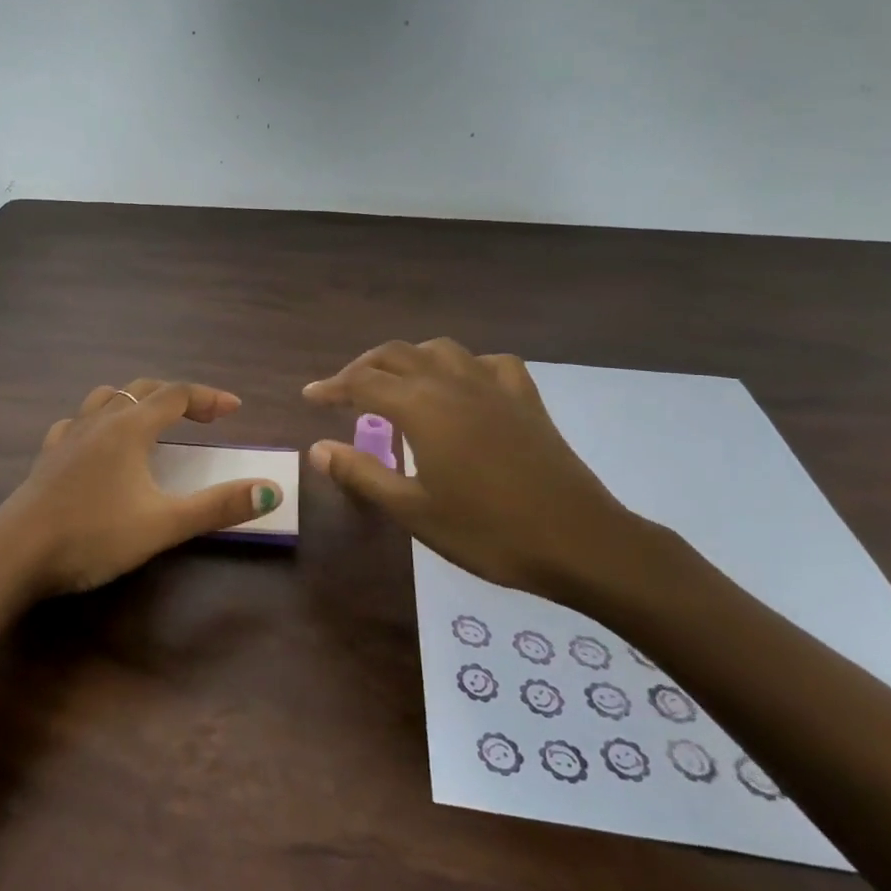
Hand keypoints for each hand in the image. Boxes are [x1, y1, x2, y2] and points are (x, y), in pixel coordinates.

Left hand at [0, 377, 283, 598]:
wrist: (15, 554)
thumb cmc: (93, 535)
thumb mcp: (163, 524)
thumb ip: (218, 506)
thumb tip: (271, 490)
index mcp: (130, 428)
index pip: (177, 394)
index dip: (209, 398)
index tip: (235, 410)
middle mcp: (99, 421)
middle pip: (144, 389)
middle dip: (178, 397)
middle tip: (204, 416)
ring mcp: (68, 435)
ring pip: (107, 398)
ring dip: (136, 401)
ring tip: (152, 421)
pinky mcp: (47, 455)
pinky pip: (77, 422)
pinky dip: (99, 421)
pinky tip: (97, 443)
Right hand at [303, 339, 672, 601]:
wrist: (580, 541)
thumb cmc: (488, 531)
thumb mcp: (414, 511)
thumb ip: (362, 473)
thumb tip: (317, 449)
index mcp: (422, 407)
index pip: (363, 383)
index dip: (332, 387)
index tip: (309, 397)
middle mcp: (453, 383)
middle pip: (397, 355)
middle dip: (364, 367)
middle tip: (344, 391)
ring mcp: (494, 386)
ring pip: (441, 350)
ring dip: (410, 359)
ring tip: (397, 384)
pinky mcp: (526, 399)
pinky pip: (489, 363)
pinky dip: (465, 366)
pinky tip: (463, 386)